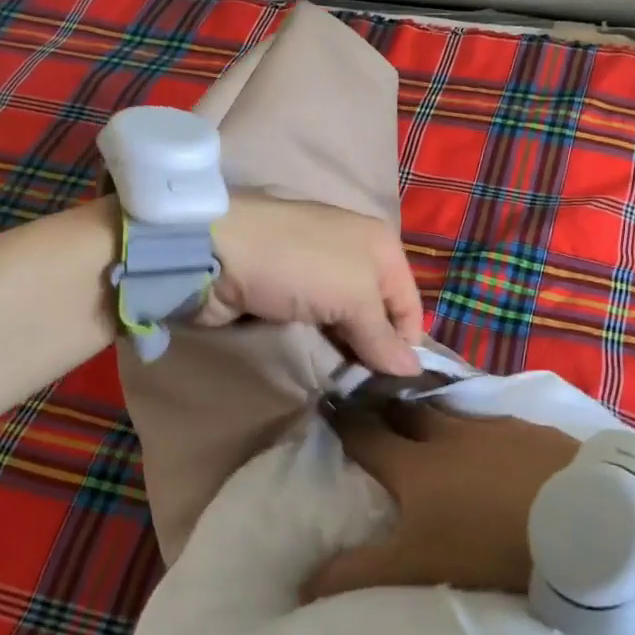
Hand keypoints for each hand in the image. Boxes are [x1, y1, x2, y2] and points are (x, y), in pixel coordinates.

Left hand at [198, 194, 424, 375]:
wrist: (218, 251)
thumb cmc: (300, 266)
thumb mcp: (354, 299)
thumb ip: (383, 337)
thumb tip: (415, 370)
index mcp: (381, 245)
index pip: (409, 303)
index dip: (407, 343)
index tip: (396, 384)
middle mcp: (356, 254)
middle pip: (378, 312)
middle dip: (376, 348)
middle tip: (370, 389)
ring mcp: (319, 271)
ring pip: (346, 320)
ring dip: (347, 349)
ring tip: (347, 384)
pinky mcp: (288, 290)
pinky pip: (316, 322)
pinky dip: (321, 341)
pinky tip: (320, 363)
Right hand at [304, 401, 578, 600]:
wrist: (583, 523)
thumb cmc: (489, 545)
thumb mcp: (416, 570)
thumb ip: (357, 576)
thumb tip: (301, 584)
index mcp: (415, 465)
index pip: (365, 435)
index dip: (343, 422)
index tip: (327, 404)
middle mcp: (451, 435)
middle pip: (409, 413)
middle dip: (389, 410)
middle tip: (378, 409)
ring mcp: (497, 428)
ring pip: (455, 414)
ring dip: (438, 418)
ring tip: (433, 427)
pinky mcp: (538, 432)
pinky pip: (500, 424)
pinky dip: (487, 432)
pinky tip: (500, 447)